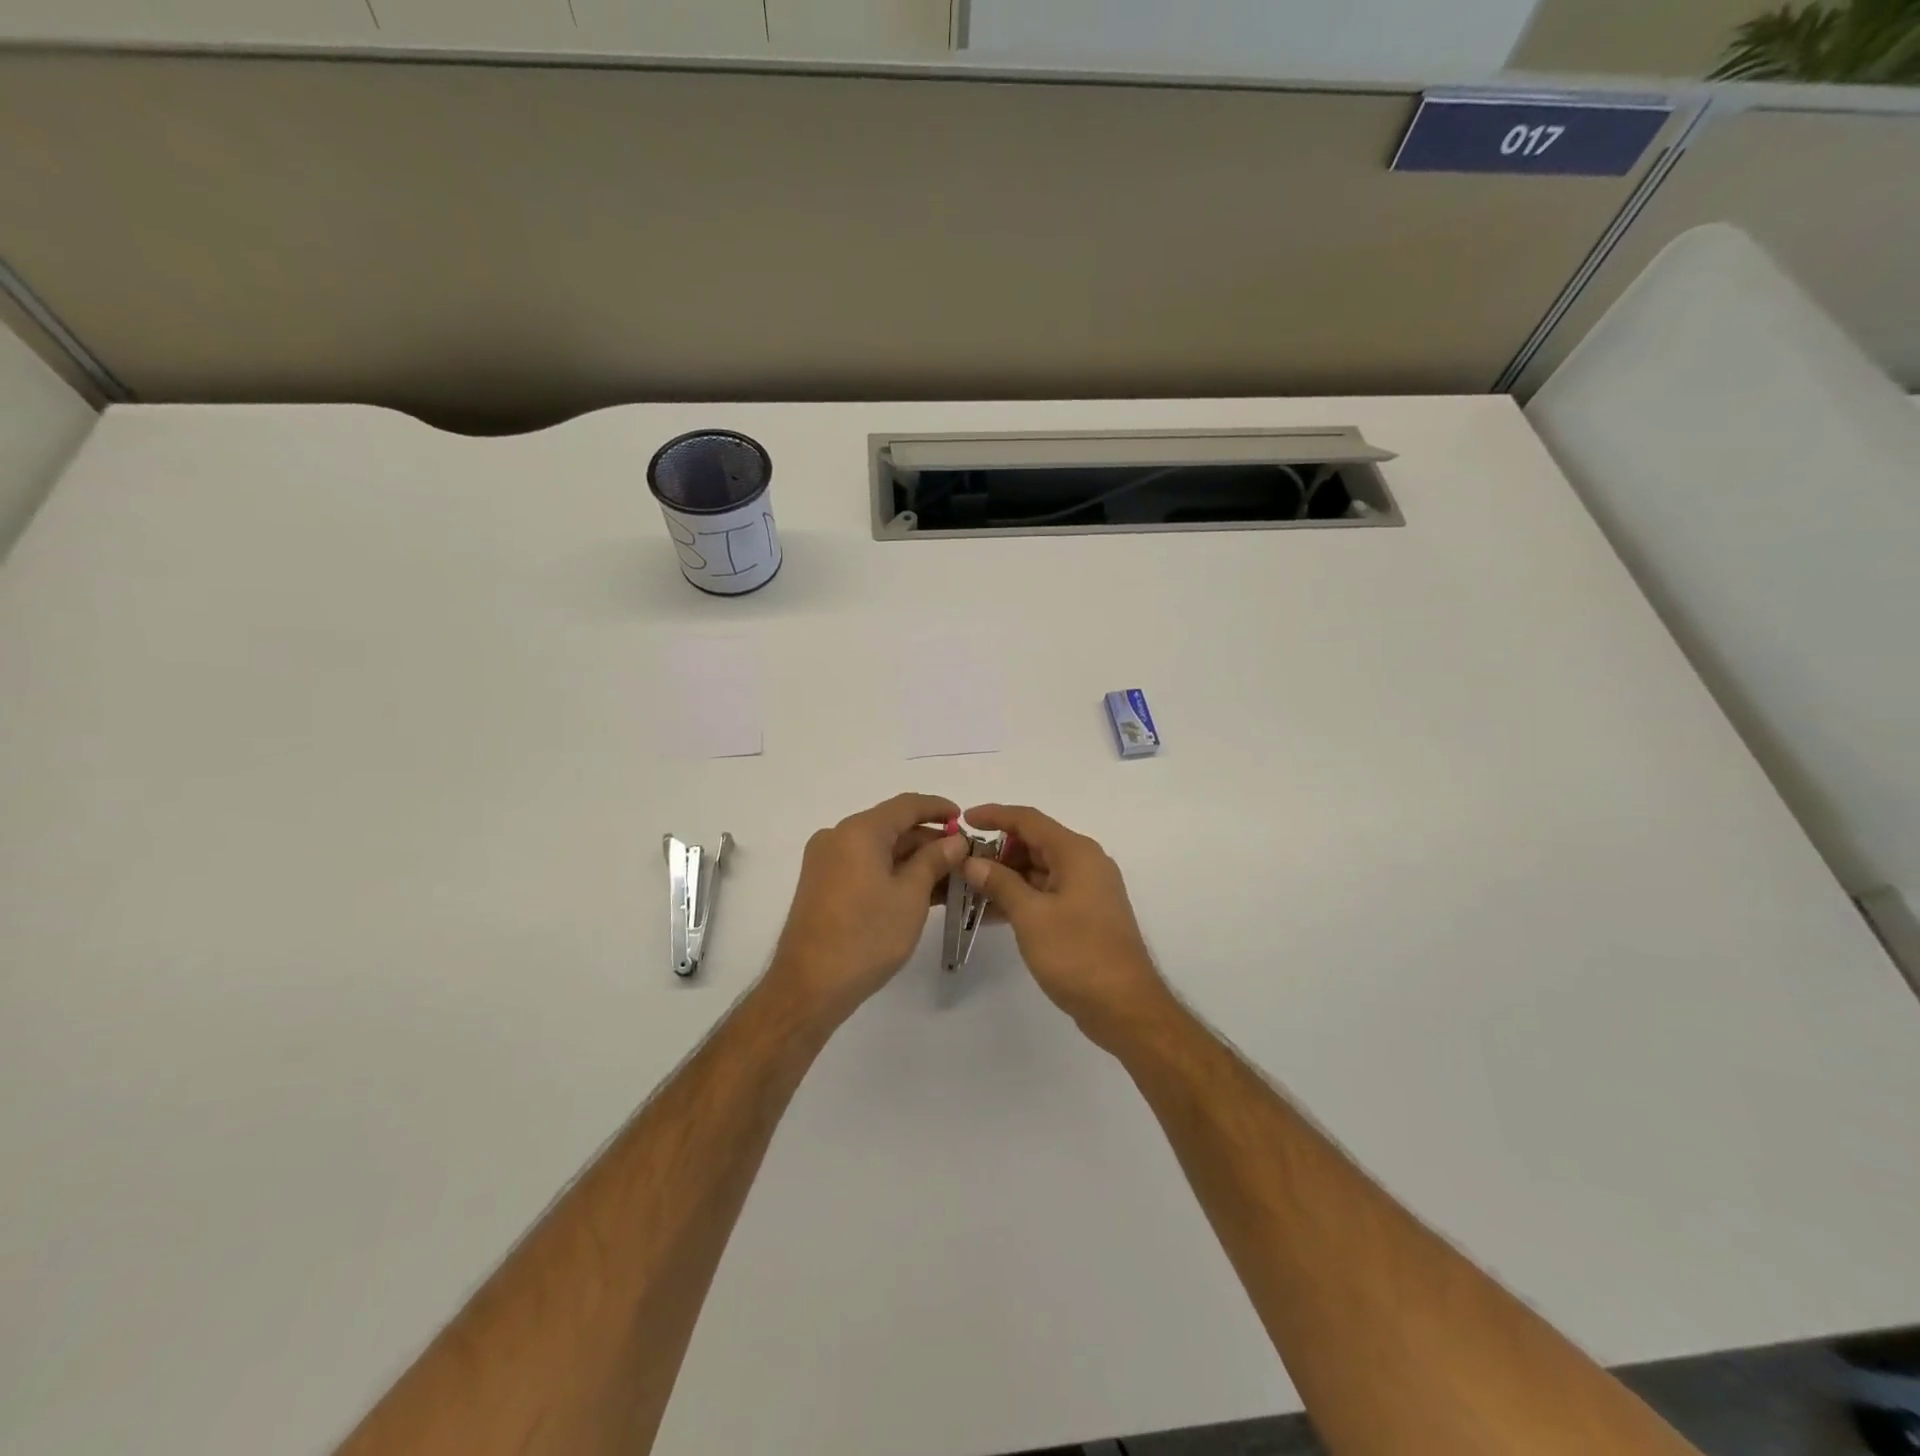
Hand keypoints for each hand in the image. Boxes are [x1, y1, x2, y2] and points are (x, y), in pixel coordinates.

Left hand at [767, 792, 968, 1030]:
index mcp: (859, 831)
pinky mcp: (823, 885)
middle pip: (892, 827)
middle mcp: (838, 837)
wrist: (809, 986)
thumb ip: (934, 860)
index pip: (907, 805)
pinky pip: (865, 867)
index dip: (939, 808)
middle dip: (930, 840)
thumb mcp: (910, 896)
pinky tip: (922, 891)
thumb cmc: (866, 936)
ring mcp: (827, 862)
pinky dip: (893, 874)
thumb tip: (954, 841)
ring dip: (914, 860)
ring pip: (880, 849)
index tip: (966, 820)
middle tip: (965, 858)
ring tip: (951, 878)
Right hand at [960, 804, 1173, 1049]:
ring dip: (1006, 877)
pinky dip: (1021, 897)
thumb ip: (1000, 883)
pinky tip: (990, 914)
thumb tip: (972, 861)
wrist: (1124, 1006)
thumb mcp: (1031, 916)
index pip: (1029, 820)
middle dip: (997, 851)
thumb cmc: (1077, 954)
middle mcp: (1085, 863)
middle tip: (961, 865)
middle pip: (1034, 843)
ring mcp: (1087, 890)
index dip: (995, 815)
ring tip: (967, 890)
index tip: (963, 820)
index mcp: (1076, 853)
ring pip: (1038, 870)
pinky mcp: (1085, 914)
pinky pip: (1046, 893)